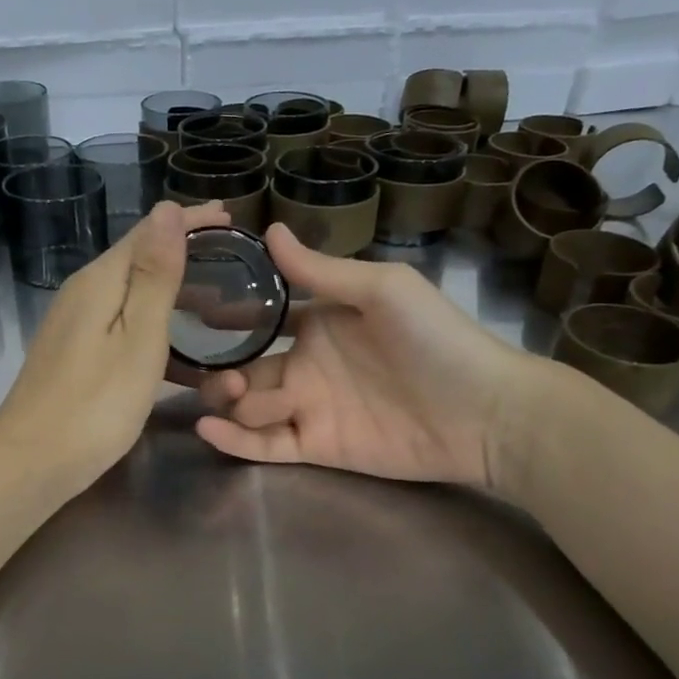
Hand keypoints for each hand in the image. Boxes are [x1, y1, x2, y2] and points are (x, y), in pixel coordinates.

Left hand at [0, 200, 230, 494]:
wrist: (31, 462)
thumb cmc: (95, 404)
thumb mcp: (138, 339)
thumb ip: (155, 276)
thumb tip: (167, 210)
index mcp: (100, 282)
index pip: (148, 232)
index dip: (188, 221)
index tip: (229, 214)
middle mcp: (82, 293)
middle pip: (137, 259)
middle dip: (182, 251)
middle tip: (230, 253)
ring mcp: (74, 325)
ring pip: (131, 293)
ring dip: (171, 289)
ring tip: (213, 298)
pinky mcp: (74, 354)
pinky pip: (122, 322)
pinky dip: (154, 322)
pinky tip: (175, 345)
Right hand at [194, 223, 543, 495]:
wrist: (485, 413)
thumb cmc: (436, 340)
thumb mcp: (381, 290)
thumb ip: (321, 270)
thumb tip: (270, 230)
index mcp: (320, 323)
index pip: (262, 320)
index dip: (229, 318)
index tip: (193, 311)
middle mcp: (308, 365)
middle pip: (246, 368)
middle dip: (221, 367)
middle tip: (208, 368)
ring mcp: (310, 409)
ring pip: (249, 406)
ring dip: (227, 400)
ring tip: (227, 393)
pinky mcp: (316, 447)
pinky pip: (266, 446)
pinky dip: (235, 441)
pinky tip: (210, 429)